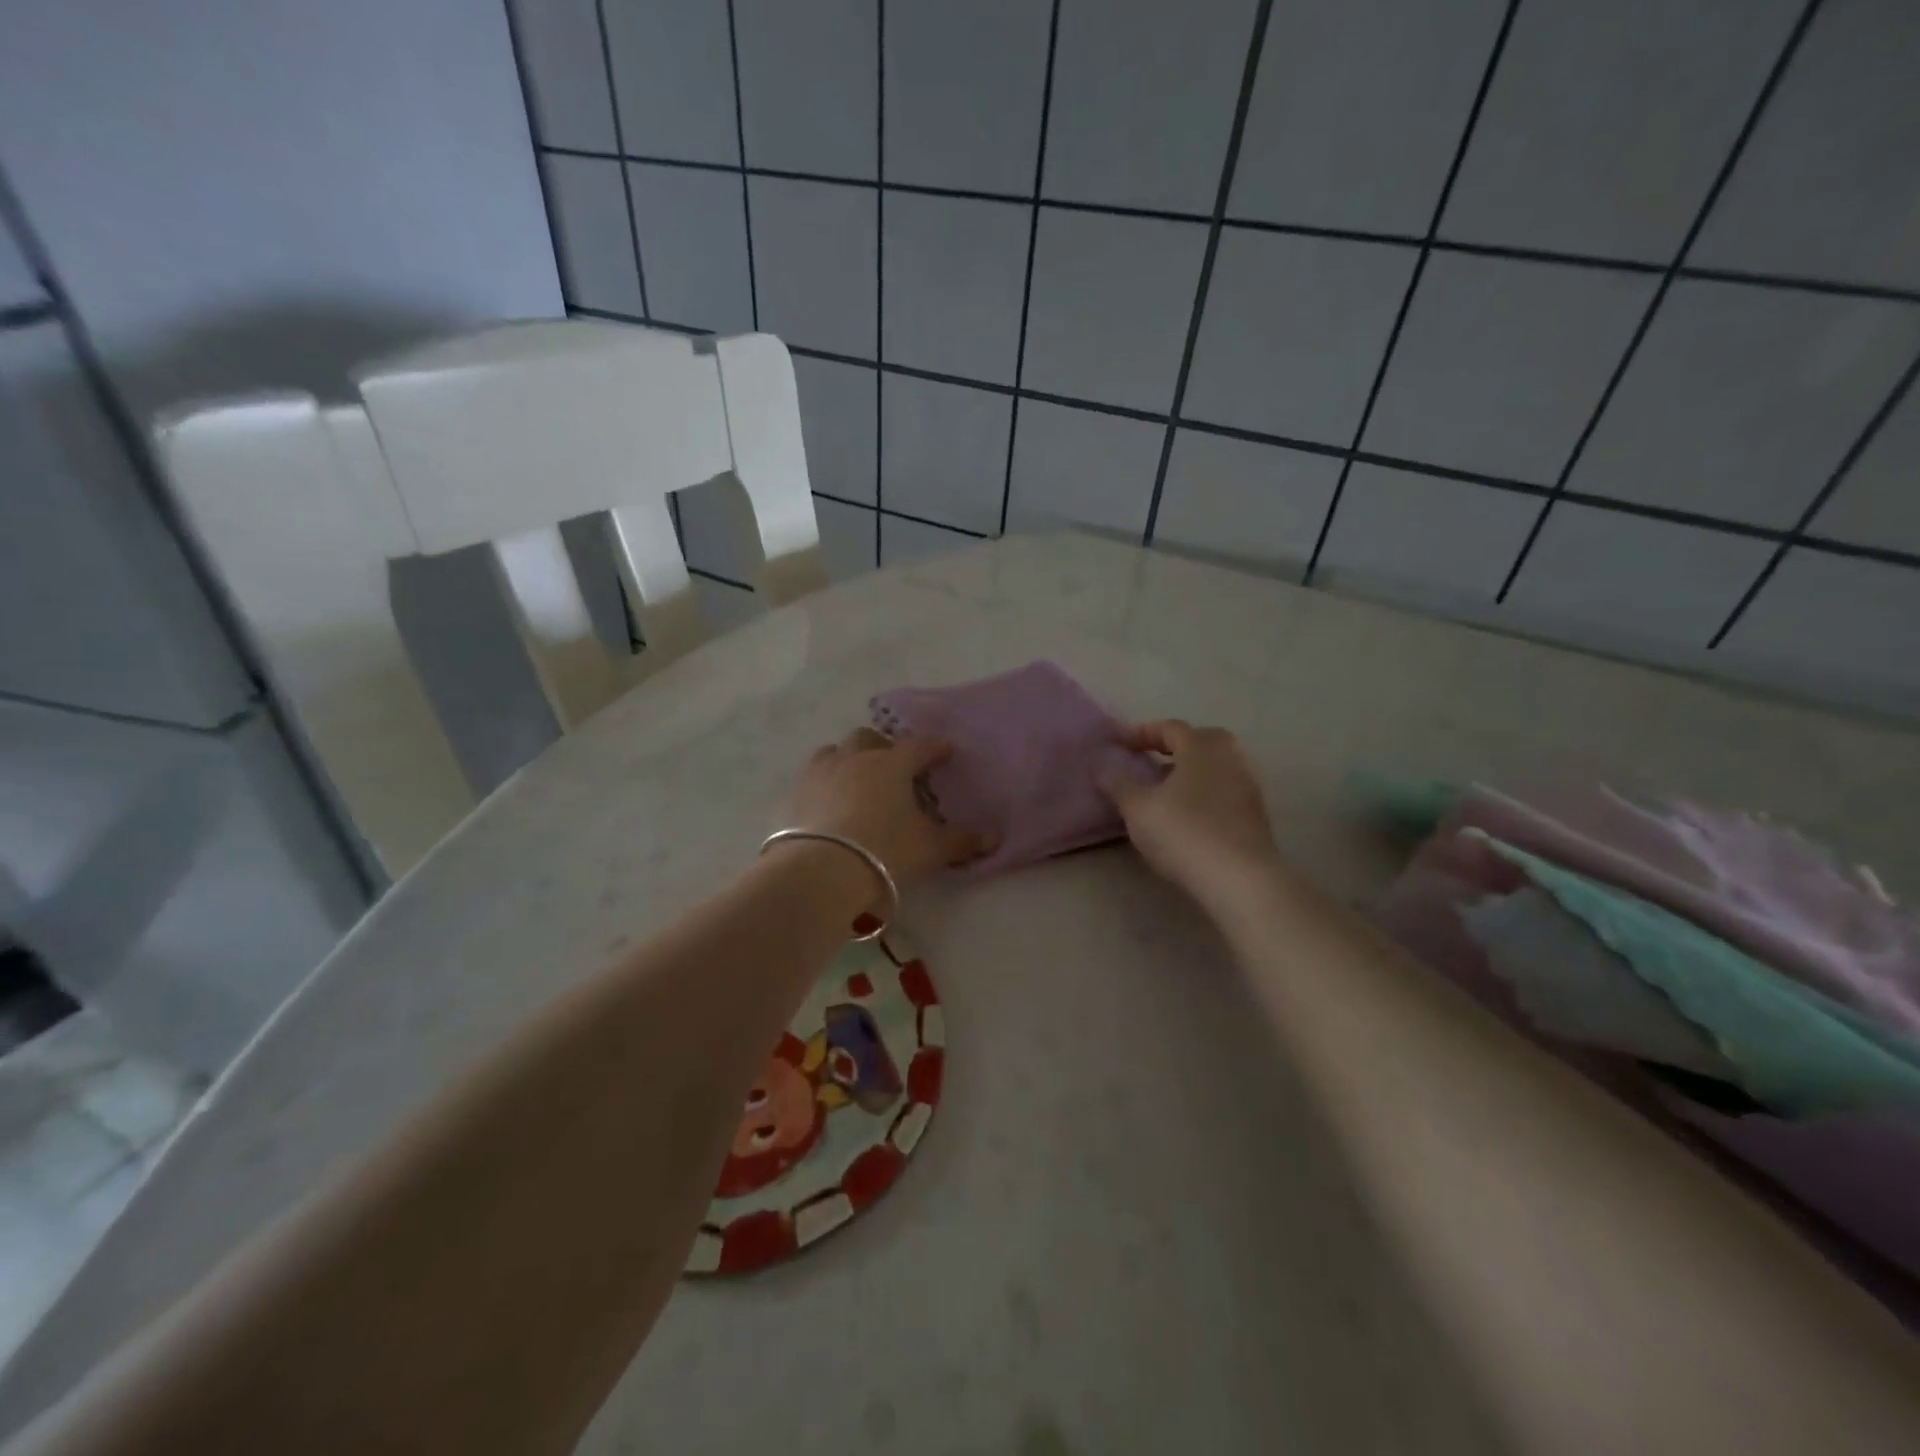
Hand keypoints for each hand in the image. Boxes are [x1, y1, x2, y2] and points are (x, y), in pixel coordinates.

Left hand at [784, 728, 988, 891]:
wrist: (820, 871)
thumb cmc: (885, 851)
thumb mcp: (930, 849)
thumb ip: (961, 841)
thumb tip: (992, 836)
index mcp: (891, 764)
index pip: (918, 746)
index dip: (934, 748)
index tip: (944, 752)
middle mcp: (854, 759)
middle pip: (869, 738)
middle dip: (883, 747)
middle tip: (894, 765)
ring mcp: (819, 774)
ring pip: (834, 751)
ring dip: (847, 759)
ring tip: (856, 779)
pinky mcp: (793, 795)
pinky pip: (810, 779)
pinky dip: (823, 784)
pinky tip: (827, 804)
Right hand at [1100, 720, 1280, 907]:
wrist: (1241, 880)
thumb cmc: (1184, 833)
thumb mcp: (1138, 809)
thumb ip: (1118, 783)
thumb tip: (1102, 764)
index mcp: (1201, 747)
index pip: (1171, 728)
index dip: (1143, 733)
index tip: (1121, 745)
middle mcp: (1230, 758)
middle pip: (1201, 741)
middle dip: (1174, 747)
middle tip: (1151, 761)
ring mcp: (1249, 786)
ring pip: (1216, 767)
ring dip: (1191, 772)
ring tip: (1167, 790)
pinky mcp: (1257, 815)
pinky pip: (1225, 791)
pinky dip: (1206, 793)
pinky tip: (1190, 815)